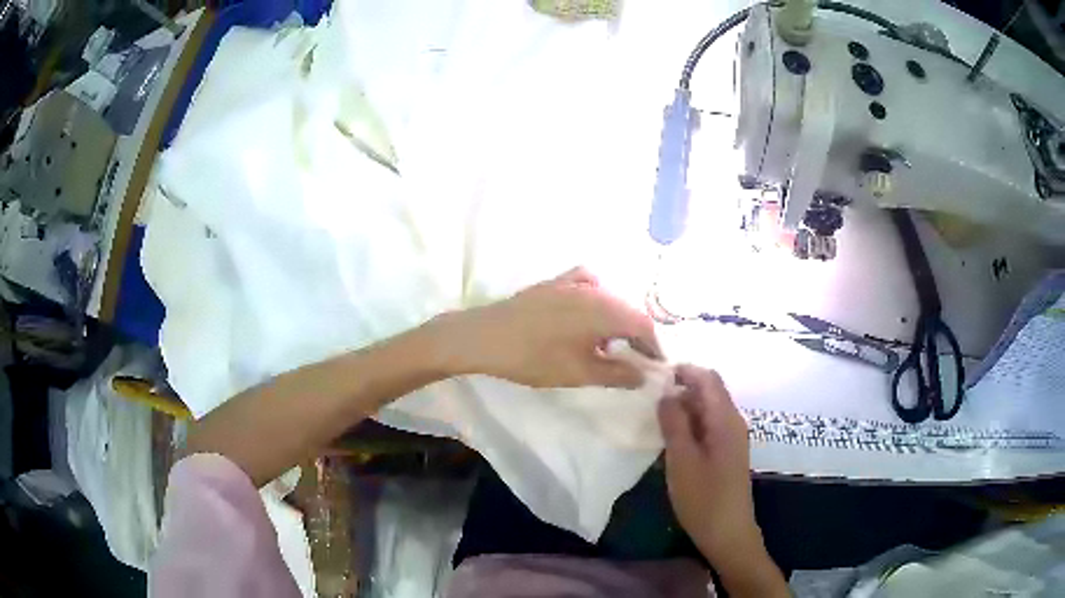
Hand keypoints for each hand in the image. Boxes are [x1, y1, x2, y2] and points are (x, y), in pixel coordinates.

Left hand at [440, 267, 660, 387]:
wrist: (484, 337)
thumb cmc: (535, 358)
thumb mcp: (580, 373)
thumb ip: (618, 373)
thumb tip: (644, 375)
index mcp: (606, 310)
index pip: (644, 325)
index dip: (654, 346)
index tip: (656, 366)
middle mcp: (595, 290)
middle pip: (628, 310)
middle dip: (638, 335)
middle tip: (637, 359)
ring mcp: (572, 282)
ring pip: (609, 299)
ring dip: (617, 320)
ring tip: (610, 344)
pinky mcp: (553, 283)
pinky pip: (586, 284)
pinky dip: (596, 299)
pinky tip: (587, 313)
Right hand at [658, 366, 761, 568]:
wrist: (728, 532)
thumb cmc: (703, 498)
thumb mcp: (682, 460)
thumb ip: (674, 423)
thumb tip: (665, 393)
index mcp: (725, 419)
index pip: (708, 378)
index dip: (683, 371)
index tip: (653, 376)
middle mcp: (733, 422)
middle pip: (710, 391)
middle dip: (681, 387)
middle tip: (649, 397)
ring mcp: (732, 438)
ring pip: (708, 409)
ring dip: (684, 407)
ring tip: (655, 416)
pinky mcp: (727, 452)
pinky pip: (709, 425)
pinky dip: (691, 424)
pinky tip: (672, 438)